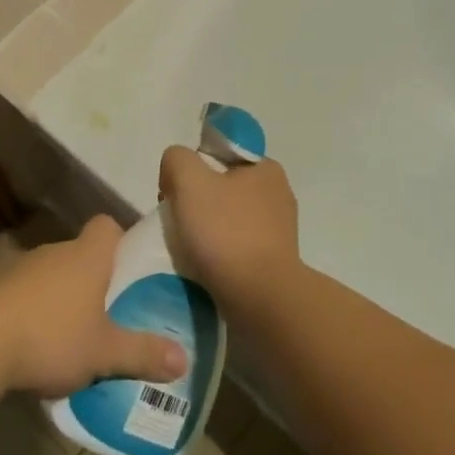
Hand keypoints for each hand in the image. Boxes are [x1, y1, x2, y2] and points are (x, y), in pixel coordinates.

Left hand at [0, 216, 187, 399]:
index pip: (107, 226)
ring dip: (59, 296)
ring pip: (50, 274)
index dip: (120, 242)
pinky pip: (22, 292)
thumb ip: (143, 353)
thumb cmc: (52, 336)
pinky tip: (33, 344)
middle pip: (80, 253)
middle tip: (108, 313)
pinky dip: (30, 310)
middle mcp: (54, 251)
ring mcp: (19, 266)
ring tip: (71, 334)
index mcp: (86, 256)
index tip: (128, 269)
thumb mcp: (104, 352)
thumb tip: (185, 359)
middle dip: (93, 279)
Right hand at [158, 147, 302, 315]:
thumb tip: (176, 172)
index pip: (220, 154)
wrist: (260, 299)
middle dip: (197, 201)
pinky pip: (237, 248)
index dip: (194, 168)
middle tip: (178, 221)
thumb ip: (177, 159)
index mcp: (266, 168)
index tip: (178, 192)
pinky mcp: (274, 262)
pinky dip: (219, 254)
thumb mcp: (189, 180)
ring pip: (228, 219)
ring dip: (206, 230)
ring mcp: (279, 231)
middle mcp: (278, 194)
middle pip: (222, 187)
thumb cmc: (226, 232)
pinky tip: (205, 266)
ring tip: (189, 248)